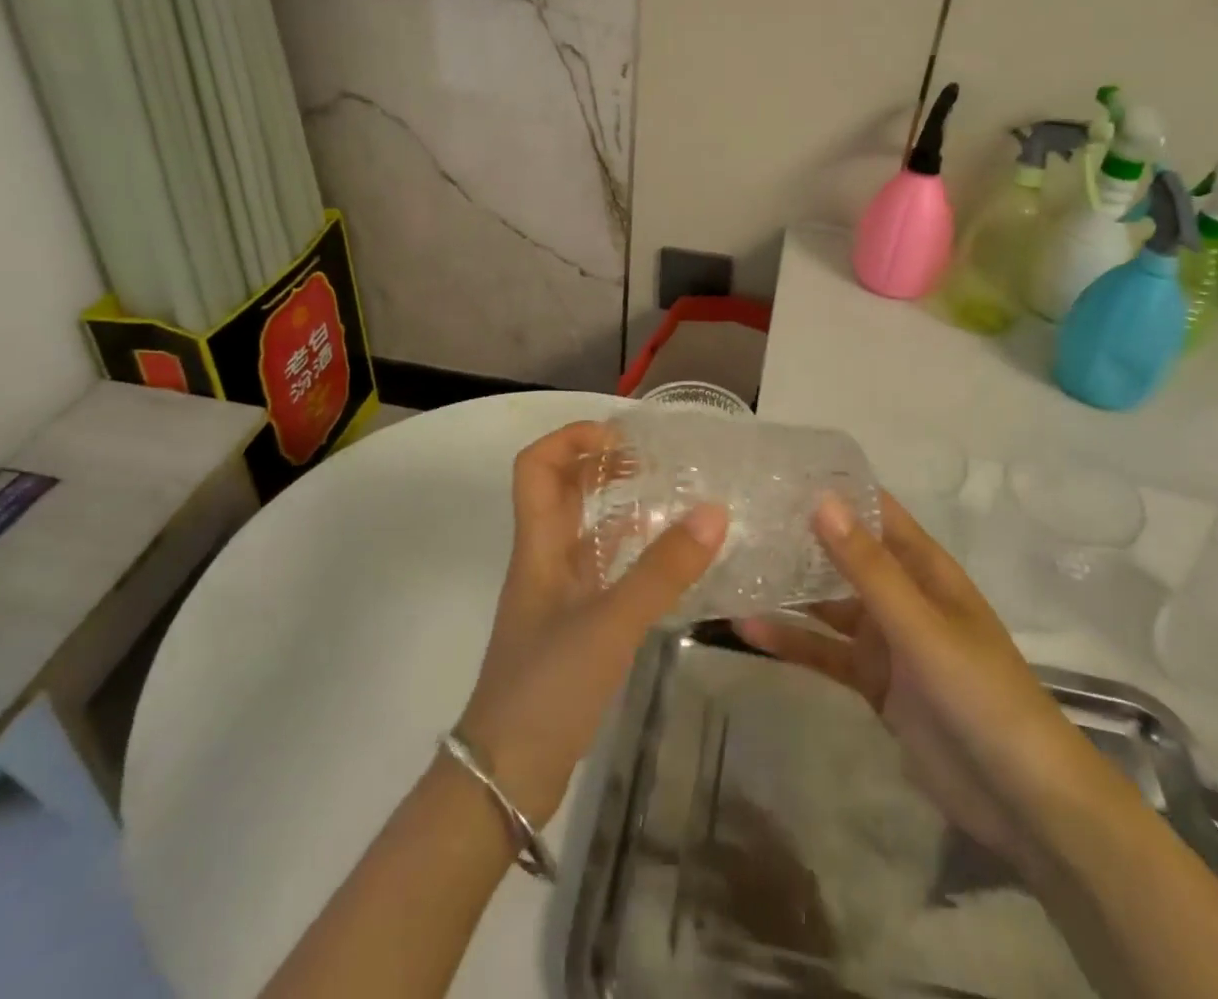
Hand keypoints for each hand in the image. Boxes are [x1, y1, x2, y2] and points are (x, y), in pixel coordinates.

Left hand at [458, 421, 726, 828]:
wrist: (504, 779)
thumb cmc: (546, 689)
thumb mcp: (609, 625)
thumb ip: (662, 571)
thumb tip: (714, 512)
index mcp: (538, 547)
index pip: (536, 466)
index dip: (571, 438)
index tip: (621, 437)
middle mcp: (544, 561)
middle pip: (560, 491)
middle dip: (599, 464)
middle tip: (652, 459)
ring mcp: (557, 596)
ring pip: (583, 530)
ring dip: (616, 505)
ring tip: (667, 495)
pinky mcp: (573, 627)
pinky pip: (602, 571)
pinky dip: (629, 553)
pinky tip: (666, 560)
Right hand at [738, 491, 1087, 860]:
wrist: (1020, 799)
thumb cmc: (979, 693)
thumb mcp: (920, 625)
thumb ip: (868, 568)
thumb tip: (821, 500)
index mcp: (924, 568)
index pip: (876, 512)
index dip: (835, 490)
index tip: (780, 471)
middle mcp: (902, 594)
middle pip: (845, 555)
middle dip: (800, 536)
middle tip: (740, 515)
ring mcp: (886, 639)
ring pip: (828, 603)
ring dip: (788, 589)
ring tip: (733, 567)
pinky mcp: (872, 681)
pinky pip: (825, 651)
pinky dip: (791, 641)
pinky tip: (747, 629)